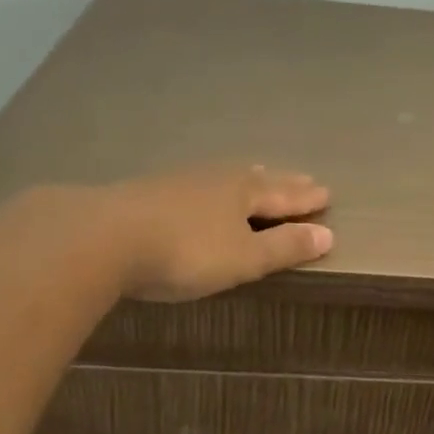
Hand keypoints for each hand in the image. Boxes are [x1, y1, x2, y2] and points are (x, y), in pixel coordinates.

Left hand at [104, 164, 333, 301]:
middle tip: (303, 178)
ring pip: (224, 177)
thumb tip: (327, 234)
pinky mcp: (149, 193)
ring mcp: (179, 183)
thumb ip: (284, 247)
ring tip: (258, 175)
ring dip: (247, 179)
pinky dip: (212, 188)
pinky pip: (196, 185)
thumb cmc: (187, 252)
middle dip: (282, 183)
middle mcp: (215, 180)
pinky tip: (202, 192)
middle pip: (257, 180)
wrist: (105, 238)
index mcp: (243, 193)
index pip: (284, 196)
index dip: (305, 199)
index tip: (327, 193)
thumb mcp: (244, 258)